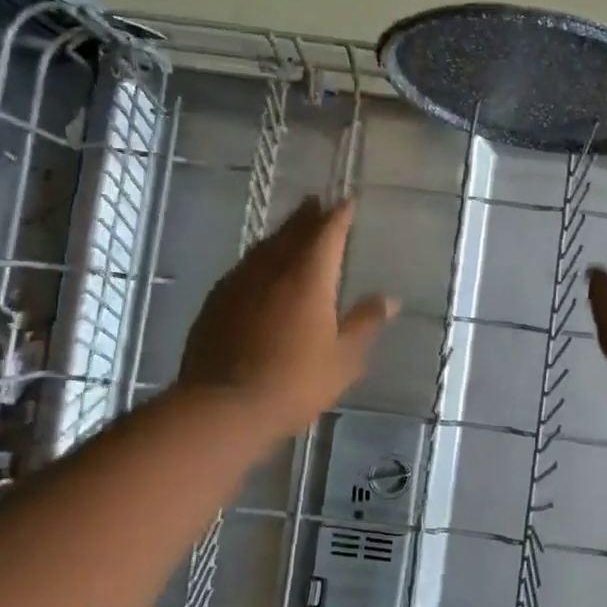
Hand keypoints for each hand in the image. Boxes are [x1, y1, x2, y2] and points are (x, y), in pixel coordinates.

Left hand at [178, 196, 397, 436]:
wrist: (223, 406)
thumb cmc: (294, 382)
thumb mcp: (343, 358)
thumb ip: (365, 324)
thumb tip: (389, 299)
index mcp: (309, 276)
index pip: (327, 232)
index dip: (339, 214)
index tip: (347, 201)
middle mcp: (273, 268)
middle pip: (293, 231)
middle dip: (307, 215)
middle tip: (316, 203)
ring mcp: (240, 281)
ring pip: (265, 246)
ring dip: (282, 234)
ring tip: (291, 229)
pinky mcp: (217, 300)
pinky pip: (244, 267)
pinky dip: (259, 259)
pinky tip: (259, 270)